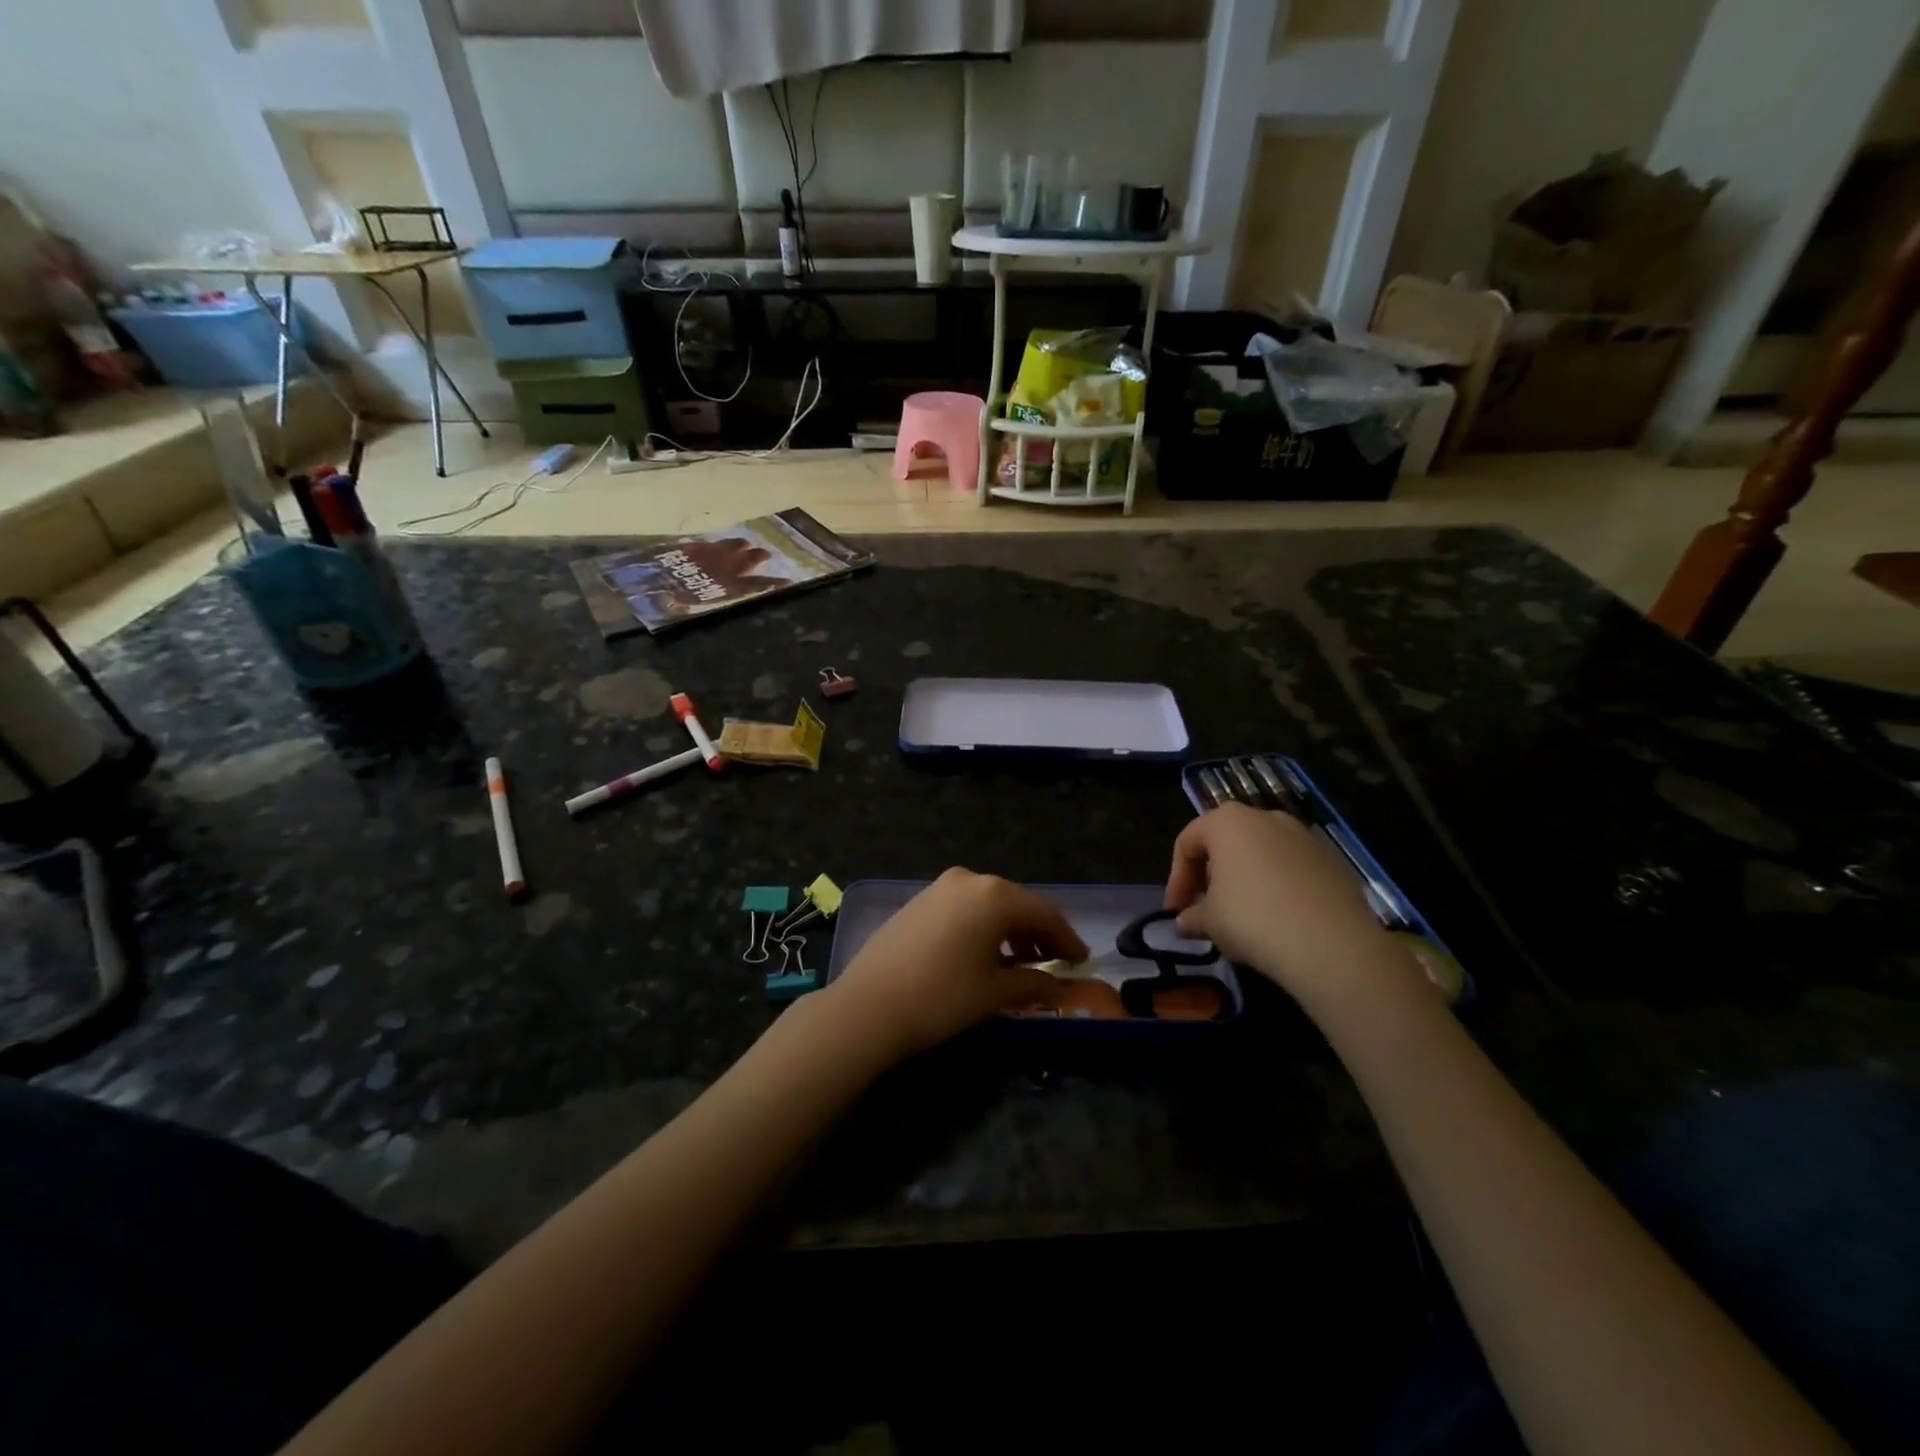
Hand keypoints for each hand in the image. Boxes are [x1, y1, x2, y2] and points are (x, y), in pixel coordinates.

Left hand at [822, 869, 1087, 1062]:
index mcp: (994, 896)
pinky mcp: (918, 901)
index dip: (1066, 938)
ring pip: (988, 904)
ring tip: (1018, 962)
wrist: (867, 1007)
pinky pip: (963, 908)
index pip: (1045, 912)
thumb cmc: (941, 998)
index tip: (1081, 961)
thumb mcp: (994, 993)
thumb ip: (1033, 983)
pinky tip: (981, 954)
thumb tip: (1059, 986)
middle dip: (1037, 932)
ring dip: (1009, 929)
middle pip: (1017, 903)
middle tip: (1052, 962)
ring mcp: (939, 887)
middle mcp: (969, 880)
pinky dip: (981, 926)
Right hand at [1164, 804, 1397, 1008]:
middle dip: (1212, 874)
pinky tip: (1280, 920)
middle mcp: (1266, 817)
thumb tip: (1185, 922)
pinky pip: (1293, 869)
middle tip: (1207, 908)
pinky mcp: (1333, 860)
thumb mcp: (1210, 922)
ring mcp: (1304, 836)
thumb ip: (1192, 917)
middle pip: (1226, 842)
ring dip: (1247, 879)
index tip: (1176, 910)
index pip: (1188, 842)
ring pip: (1262, 853)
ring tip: (1244, 915)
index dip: (1177, 878)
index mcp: (1227, 822)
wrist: (1333, 945)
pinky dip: (1280, 887)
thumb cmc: (1253, 920)